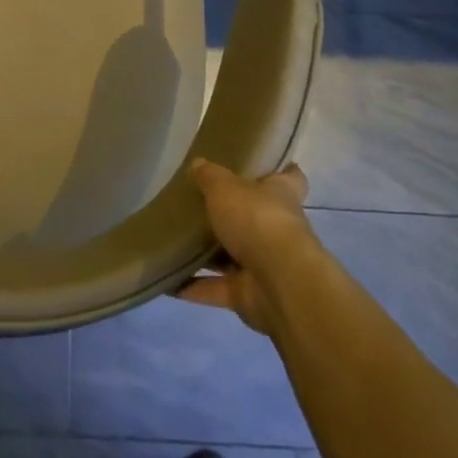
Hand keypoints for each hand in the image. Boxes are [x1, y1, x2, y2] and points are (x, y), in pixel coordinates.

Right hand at [177, 159, 316, 334]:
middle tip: (197, 203)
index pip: (290, 177)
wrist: (279, 283)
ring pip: (233, 256)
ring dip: (208, 254)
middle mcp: (277, 228)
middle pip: (255, 217)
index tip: (260, 165)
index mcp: (280, 195)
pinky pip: (216, 288)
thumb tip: (198, 163)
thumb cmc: (256, 220)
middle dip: (231, 215)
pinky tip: (167, 280)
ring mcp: (265, 264)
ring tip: (174, 241)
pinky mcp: (249, 293)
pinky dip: (193, 287)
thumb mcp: (224, 187)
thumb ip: (209, 176)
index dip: (279, 170)